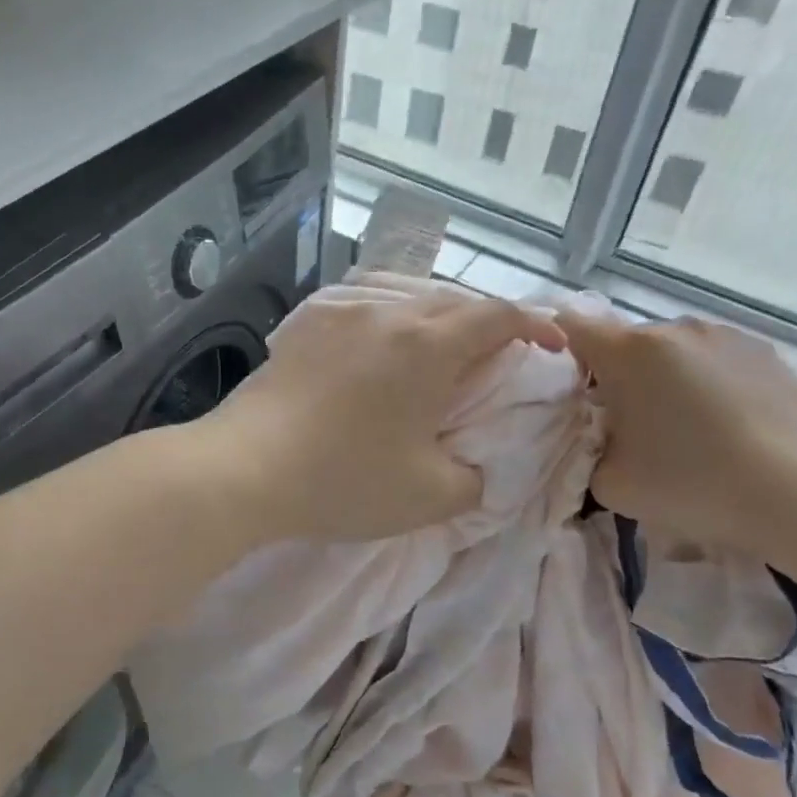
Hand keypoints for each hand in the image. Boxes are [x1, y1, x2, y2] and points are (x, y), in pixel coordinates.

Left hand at [203, 278, 566, 541]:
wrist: (244, 469)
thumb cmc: (344, 479)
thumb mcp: (429, 496)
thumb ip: (474, 479)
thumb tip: (475, 467)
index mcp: (429, 345)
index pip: (500, 315)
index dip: (536, 326)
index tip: (551, 347)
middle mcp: (388, 315)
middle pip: (454, 301)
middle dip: (487, 324)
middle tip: (494, 360)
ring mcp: (341, 315)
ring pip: (406, 300)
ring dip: (436, 321)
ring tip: (438, 355)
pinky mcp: (304, 328)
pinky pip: (365, 311)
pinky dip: (391, 326)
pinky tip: (378, 354)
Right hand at [556, 312, 796, 555]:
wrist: (793, 494)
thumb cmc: (687, 483)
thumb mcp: (609, 482)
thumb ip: (589, 449)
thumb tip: (600, 438)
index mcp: (630, 352)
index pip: (573, 327)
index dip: (562, 353)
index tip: (570, 389)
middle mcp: (677, 329)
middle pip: (628, 343)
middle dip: (620, 375)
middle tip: (630, 425)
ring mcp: (728, 336)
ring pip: (677, 351)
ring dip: (669, 378)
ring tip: (687, 427)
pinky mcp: (768, 353)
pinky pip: (720, 361)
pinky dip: (712, 384)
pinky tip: (729, 426)